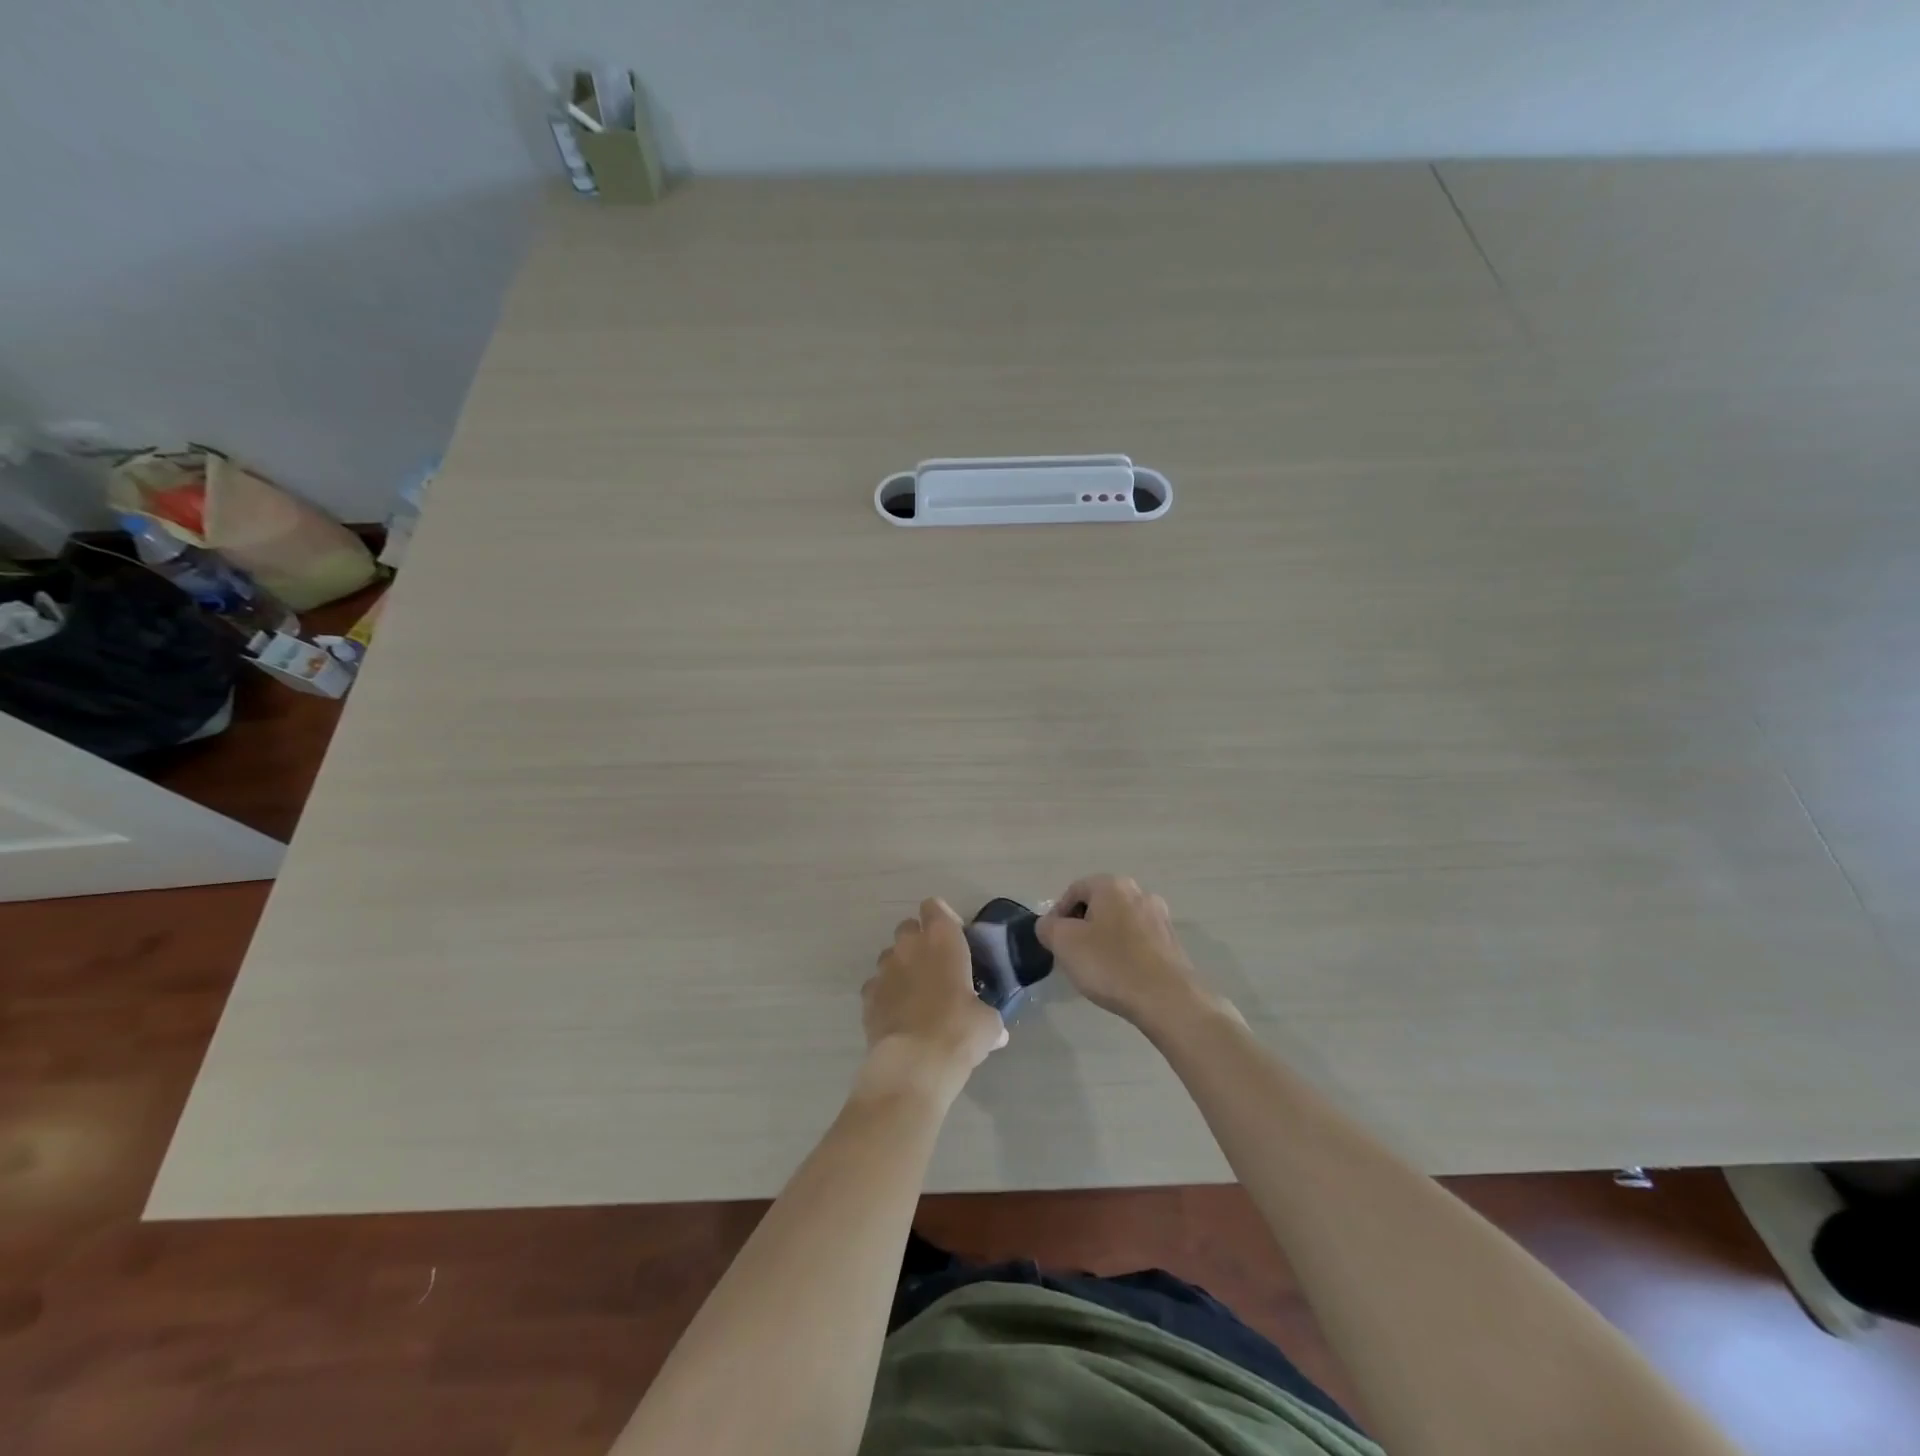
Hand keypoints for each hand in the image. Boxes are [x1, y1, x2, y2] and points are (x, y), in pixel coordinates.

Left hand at [861, 898, 1007, 1098]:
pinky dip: (886, 995)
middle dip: (919, 942)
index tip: (954, 938)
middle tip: (935, 967)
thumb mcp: (988, 1023)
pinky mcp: (867, 995)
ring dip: (901, 968)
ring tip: (916, 995)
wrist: (915, 1063)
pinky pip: (876, 986)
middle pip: (908, 927)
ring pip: (890, 956)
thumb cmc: (960, 1030)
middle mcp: (909, 945)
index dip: (943, 918)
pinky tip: (898, 1016)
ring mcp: (884, 969)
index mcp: (942, 939)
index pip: (934, 907)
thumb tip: (997, 1032)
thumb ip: (987, 1015)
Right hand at [1037, 875, 1218, 1028]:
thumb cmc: (1110, 965)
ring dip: (1103, 940)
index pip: (1073, 891)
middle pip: (1098, 905)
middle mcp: (1139, 893)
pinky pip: (1138, 941)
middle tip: (1072, 955)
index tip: (1053, 942)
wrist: (1167, 1000)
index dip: (1057, 915)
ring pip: (1119, 923)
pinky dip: (1124, 952)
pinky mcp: (1172, 942)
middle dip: (1081, 927)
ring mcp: (1160, 917)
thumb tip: (1050, 925)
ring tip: (1095, 969)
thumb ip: (1047, 927)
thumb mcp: (1064, 943)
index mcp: (1112, 885)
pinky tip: (1119, 976)